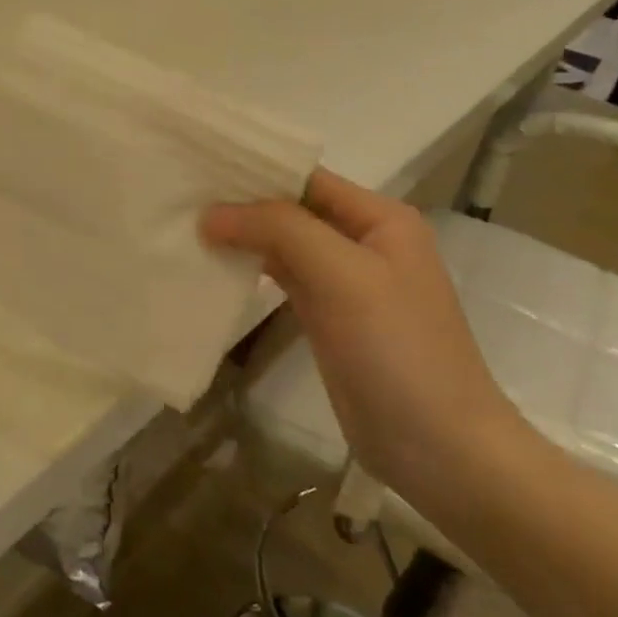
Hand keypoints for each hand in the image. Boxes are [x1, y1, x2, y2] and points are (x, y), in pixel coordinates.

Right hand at [201, 168, 523, 504]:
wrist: (437, 446)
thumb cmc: (398, 349)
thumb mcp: (343, 275)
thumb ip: (280, 230)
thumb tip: (211, 213)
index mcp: (379, 218)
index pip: (306, 178)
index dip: (255, 170)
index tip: (197, 169)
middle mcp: (362, 242)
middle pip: (291, 210)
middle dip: (241, 203)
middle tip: (180, 196)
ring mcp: (344, 283)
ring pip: (283, 245)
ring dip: (241, 237)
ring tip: (185, 225)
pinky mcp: (326, 318)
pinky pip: (281, 279)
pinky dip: (249, 270)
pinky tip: (212, 266)